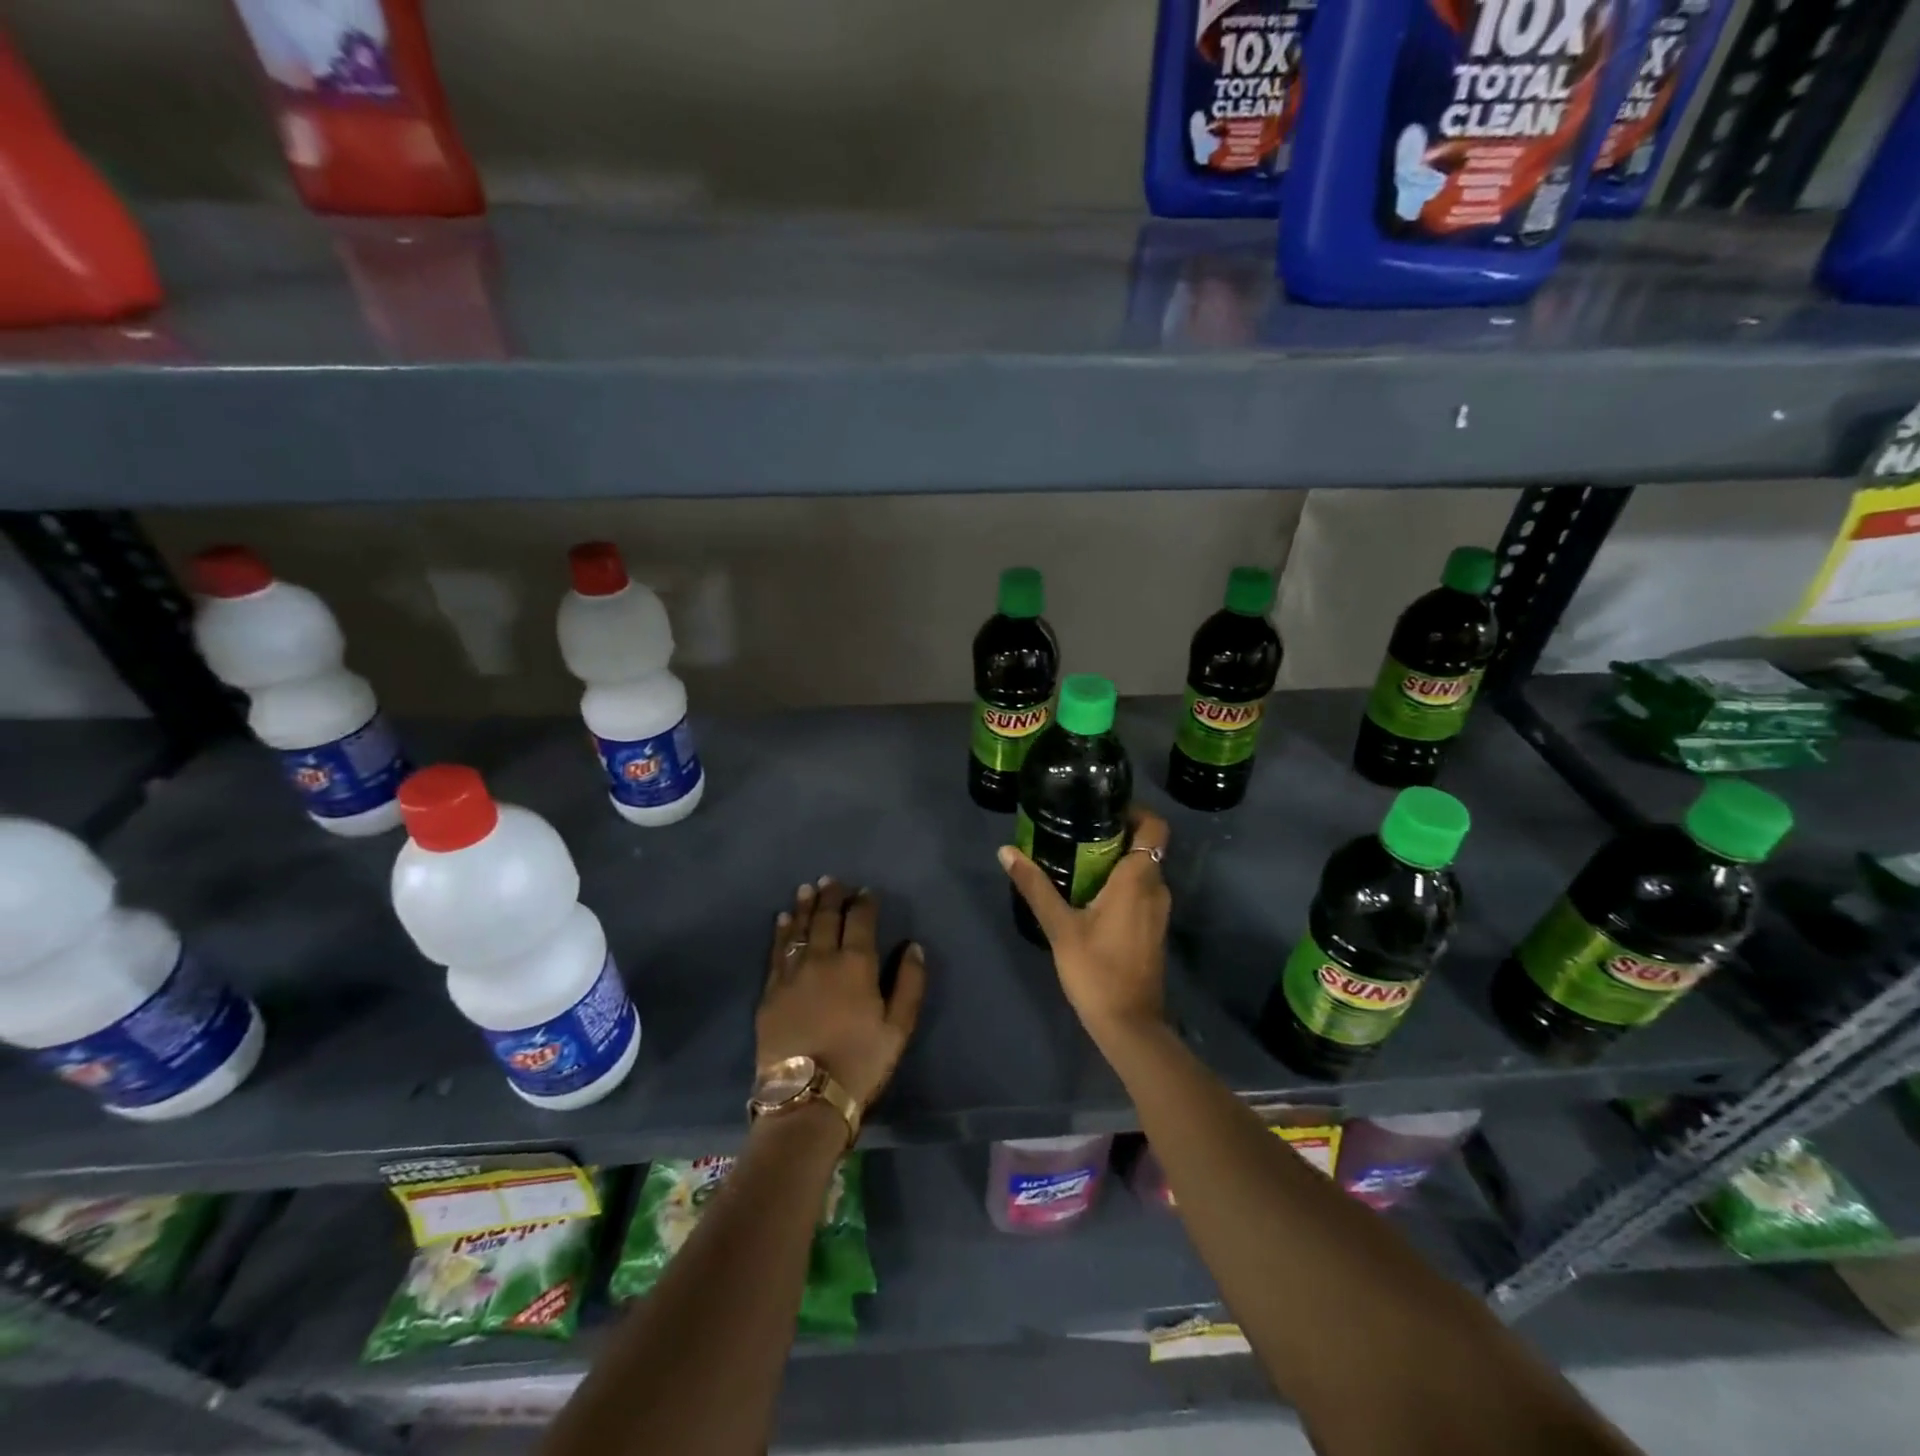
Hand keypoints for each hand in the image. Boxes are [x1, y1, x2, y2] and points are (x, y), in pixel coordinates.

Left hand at [758, 878, 926, 1110]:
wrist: (807, 1096)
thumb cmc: (861, 1061)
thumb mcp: (899, 1027)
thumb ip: (910, 982)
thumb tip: (913, 946)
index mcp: (856, 964)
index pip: (860, 920)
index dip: (864, 903)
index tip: (866, 891)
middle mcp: (822, 958)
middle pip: (825, 918)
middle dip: (831, 896)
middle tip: (832, 880)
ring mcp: (792, 973)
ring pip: (798, 929)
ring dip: (804, 906)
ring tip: (807, 889)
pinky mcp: (770, 991)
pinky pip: (776, 951)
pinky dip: (780, 932)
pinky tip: (782, 919)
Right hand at [998, 808, 1170, 1038]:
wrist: (1129, 1025)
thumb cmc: (1095, 970)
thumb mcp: (1059, 927)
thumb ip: (1035, 886)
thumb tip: (1006, 851)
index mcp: (1138, 880)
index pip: (1155, 827)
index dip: (1135, 811)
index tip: (1103, 809)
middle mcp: (1156, 889)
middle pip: (1145, 846)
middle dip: (1116, 835)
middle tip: (1078, 831)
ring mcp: (1158, 911)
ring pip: (1142, 871)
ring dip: (1117, 861)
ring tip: (1078, 859)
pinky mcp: (1153, 929)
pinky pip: (1141, 891)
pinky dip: (1121, 884)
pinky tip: (1089, 894)